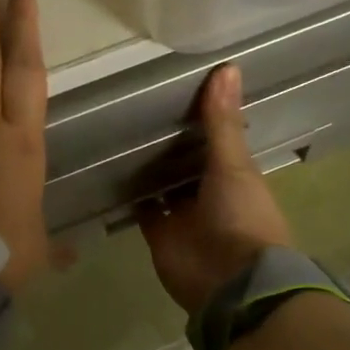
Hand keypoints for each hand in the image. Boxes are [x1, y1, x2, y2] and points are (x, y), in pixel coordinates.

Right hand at [139, 62, 293, 314]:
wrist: (230, 283)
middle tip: (133, 106)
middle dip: (165, 142)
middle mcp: (207, 192)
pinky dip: (129, 195)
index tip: (173, 90)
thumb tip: (228, 66)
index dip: (198, 119)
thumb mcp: (234, 164)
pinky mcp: (158, 233)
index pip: (213, 140)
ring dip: (145, 166)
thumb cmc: (242, 218)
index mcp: (232, 175)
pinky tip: (108, 169)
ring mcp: (182, 214)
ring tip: (115, 130)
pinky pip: (141, 209)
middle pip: (183, 162)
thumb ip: (223, 121)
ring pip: (161, 184)